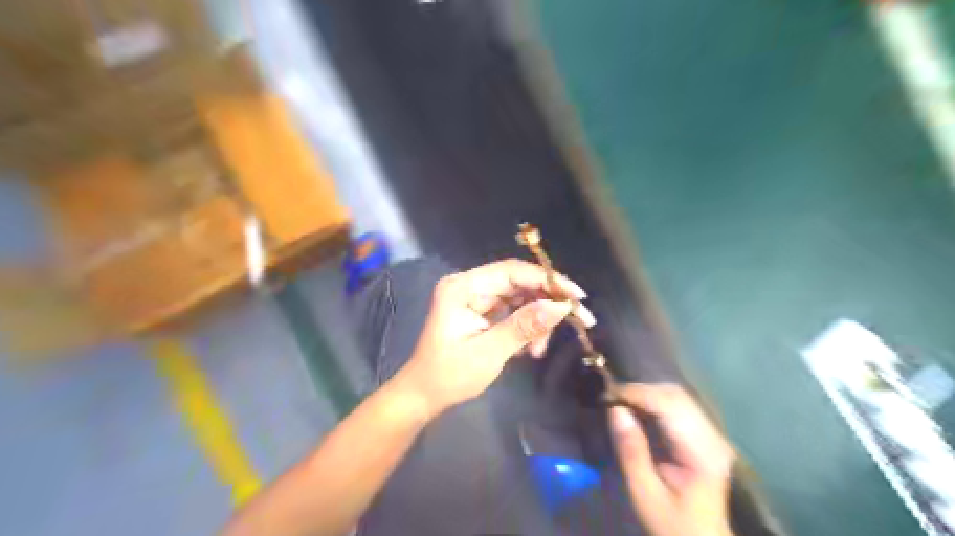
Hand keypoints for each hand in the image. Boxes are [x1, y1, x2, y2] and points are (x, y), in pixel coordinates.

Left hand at [393, 259, 589, 414]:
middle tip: (575, 319)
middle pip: (519, 282)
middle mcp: (470, 285)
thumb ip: (524, 327)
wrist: (424, 394)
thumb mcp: (489, 352)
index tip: (577, 296)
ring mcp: (476, 297)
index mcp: (463, 287)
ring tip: (539, 349)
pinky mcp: (483, 311)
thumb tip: (561, 307)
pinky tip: (530, 349)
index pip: (512, 272)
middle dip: (547, 302)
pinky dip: (527, 327)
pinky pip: (514, 310)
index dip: (547, 280)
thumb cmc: (449, 375)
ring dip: (538, 320)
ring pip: (521, 297)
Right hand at [606, 386, 733, 535]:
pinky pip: (677, 407)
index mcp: (702, 451)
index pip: (669, 405)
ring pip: (677, 397)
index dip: (636, 394)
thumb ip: (631, 451)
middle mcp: (712, 436)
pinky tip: (636, 411)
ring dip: (646, 394)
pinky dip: (653, 403)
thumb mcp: (645, 494)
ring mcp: (711, 435)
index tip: (606, 396)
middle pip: (675, 395)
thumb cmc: (672, 524)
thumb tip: (615, 410)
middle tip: (610, 399)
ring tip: (619, 403)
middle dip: (640, 391)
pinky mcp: (704, 436)